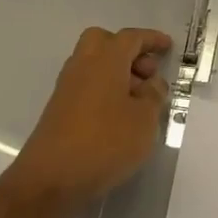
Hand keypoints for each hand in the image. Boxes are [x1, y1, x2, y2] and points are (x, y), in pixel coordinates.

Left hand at [6, 26, 172, 213]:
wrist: (50, 180)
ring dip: (117, 72)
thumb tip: (151, 84)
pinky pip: (87, 86)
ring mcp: (67, 88)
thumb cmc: (105, 143)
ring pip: (94, 64)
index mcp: (105, 60)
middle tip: (148, 74)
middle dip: (128, 51)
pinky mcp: (59, 110)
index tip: (168, 46)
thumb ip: (153, 96)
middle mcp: (82, 66)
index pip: (131, 38)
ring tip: (140, 101)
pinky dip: (105, 90)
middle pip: (104, 42)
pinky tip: (120, 117)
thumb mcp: (145, 120)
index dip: (152, 39)